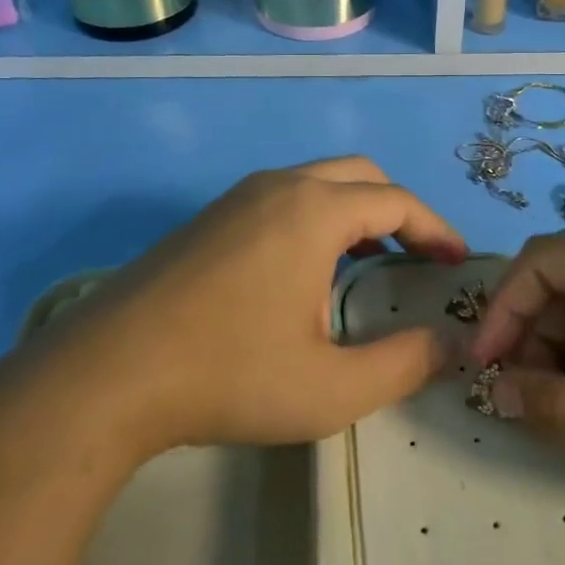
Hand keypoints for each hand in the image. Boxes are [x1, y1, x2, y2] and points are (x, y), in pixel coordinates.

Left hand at [32, 157, 466, 458]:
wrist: (107, 374)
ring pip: (315, 183)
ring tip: (370, 265)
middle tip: (419, 258)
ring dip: (354, 212)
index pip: (396, 202)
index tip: (457, 262)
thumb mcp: (332, 388)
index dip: (436, 229)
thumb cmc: (230, 375)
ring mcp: (235, 198)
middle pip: (359, 176)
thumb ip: (403, 364)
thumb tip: (451, 345)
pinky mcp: (206, 220)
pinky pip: (280, 199)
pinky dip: (315, 219)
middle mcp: (277, 187)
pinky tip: (305, 272)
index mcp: (314, 211)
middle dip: (398, 211)